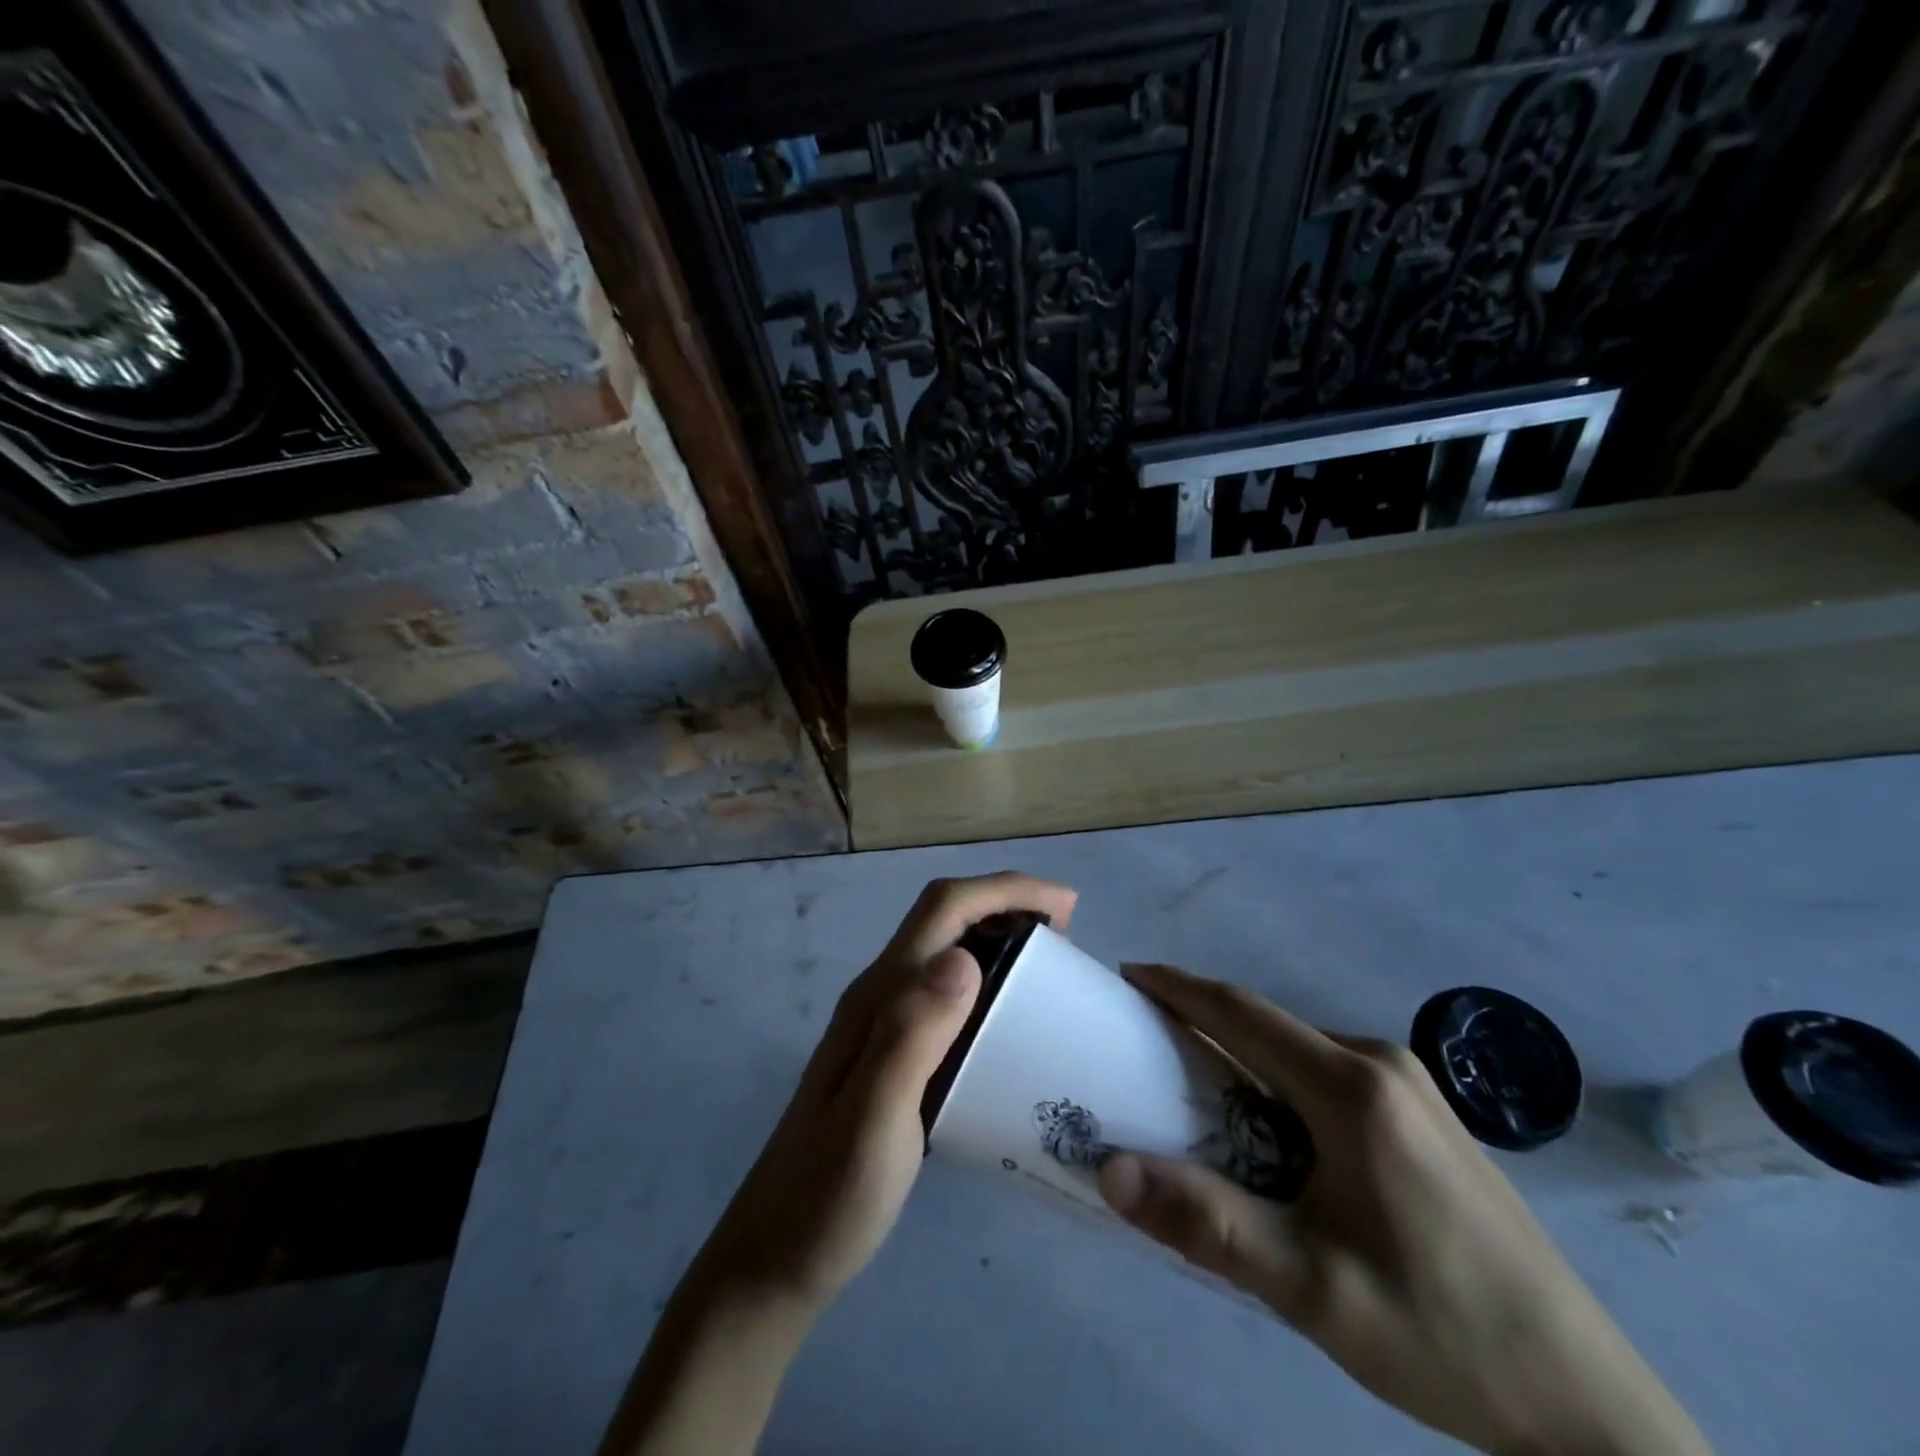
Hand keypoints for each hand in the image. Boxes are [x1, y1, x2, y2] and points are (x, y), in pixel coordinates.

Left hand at [692, 871, 1077, 1314]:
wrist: (775, 1256)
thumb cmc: (829, 1195)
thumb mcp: (874, 1120)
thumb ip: (911, 1036)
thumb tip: (963, 957)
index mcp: (880, 995)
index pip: (943, 909)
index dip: (1005, 890)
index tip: (1066, 905)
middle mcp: (881, 994)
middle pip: (945, 917)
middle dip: (1007, 904)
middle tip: (1067, 936)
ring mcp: (884, 1023)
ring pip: (946, 950)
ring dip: (998, 937)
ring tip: (1050, 968)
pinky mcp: (893, 1054)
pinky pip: (947, 992)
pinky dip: (988, 981)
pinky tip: (1011, 1019)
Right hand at [1097, 963, 1712, 1455]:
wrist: (1587, 1405)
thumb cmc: (1440, 1334)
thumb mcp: (1311, 1289)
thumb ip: (1206, 1222)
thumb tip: (1110, 1170)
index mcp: (1352, 1088)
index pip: (1241, 1011)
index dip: (1178, 986)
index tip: (1127, 977)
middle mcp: (1382, 1064)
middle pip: (1268, 1025)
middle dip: (1200, 1022)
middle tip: (1142, 1042)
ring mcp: (1412, 1086)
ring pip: (1299, 1048)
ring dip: (1240, 1055)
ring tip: (1191, 1087)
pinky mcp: (1427, 1114)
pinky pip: (1329, 1071)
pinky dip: (1278, 1078)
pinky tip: (1268, 1127)